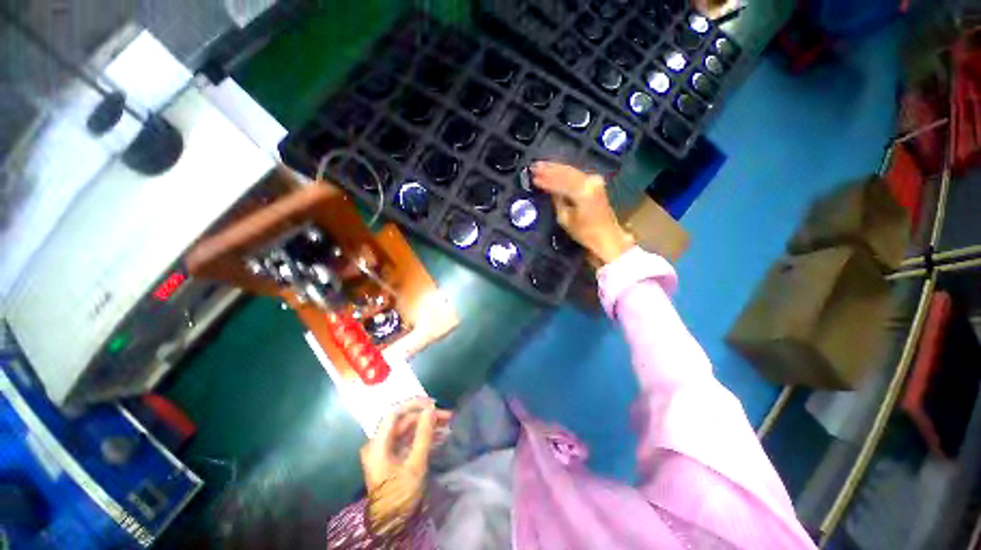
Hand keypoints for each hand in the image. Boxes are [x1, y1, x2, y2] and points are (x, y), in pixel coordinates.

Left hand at [359, 398, 450, 535]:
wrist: (391, 525)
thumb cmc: (401, 495)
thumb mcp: (415, 465)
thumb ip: (423, 435)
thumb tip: (431, 409)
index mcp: (378, 444)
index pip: (395, 413)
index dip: (414, 405)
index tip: (434, 405)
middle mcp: (378, 443)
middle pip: (403, 421)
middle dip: (426, 417)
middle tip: (447, 416)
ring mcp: (385, 450)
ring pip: (407, 429)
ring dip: (427, 425)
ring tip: (447, 424)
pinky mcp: (392, 457)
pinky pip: (408, 440)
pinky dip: (423, 436)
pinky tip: (439, 436)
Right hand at [531, 161, 634, 265]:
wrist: (607, 236)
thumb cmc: (585, 232)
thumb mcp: (565, 219)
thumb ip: (557, 200)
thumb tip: (550, 189)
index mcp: (583, 192)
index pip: (560, 181)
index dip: (545, 179)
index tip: (533, 177)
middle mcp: (590, 182)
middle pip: (566, 171)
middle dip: (549, 169)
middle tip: (535, 166)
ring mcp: (595, 180)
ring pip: (571, 170)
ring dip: (556, 168)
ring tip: (541, 166)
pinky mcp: (596, 182)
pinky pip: (576, 174)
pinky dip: (564, 172)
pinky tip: (555, 170)